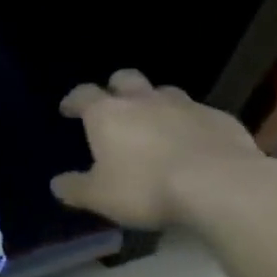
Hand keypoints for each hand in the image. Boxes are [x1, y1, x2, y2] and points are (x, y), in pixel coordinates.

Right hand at [51, 70, 265, 229]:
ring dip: (155, 103)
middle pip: (125, 79)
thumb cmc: (146, 187)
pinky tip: (193, 143)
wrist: (219, 185)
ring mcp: (185, 105)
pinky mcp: (219, 118)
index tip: (68, 109)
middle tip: (113, 107)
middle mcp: (143, 100)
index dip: (73, 100)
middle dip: (115, 88)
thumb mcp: (100, 197)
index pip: (83, 95)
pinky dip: (189, 123)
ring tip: (155, 123)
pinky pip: (198, 114)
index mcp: (108, 114)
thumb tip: (57, 184)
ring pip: (164, 92)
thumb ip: (76, 188)